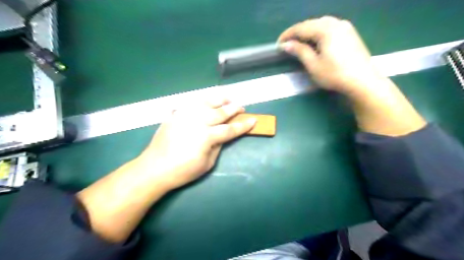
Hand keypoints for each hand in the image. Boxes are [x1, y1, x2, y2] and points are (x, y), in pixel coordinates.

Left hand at [134, 98, 256, 190]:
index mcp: (206, 136)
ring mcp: (185, 115)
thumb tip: (223, 136)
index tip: (253, 120)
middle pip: (220, 112)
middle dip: (234, 108)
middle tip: (241, 107)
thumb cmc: (183, 171)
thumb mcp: (207, 164)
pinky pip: (191, 103)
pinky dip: (202, 100)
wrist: (155, 168)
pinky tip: (207, 101)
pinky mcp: (176, 114)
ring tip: (227, 98)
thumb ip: (218, 146)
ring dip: (219, 99)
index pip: (230, 129)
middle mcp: (197, 121)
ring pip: (206, 102)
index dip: (243, 125)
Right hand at [279, 15, 384, 94]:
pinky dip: (318, 32)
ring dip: (308, 31)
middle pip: (311, 23)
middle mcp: (336, 23)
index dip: (288, 35)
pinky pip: (329, 27)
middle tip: (287, 43)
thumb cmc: (335, 74)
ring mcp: (345, 26)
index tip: (278, 44)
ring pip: (321, 24)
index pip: (301, 28)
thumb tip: (286, 44)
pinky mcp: (350, 33)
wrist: (363, 80)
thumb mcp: (313, 65)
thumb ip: (299, 51)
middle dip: (297, 32)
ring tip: (299, 42)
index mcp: (325, 29)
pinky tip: (315, 41)